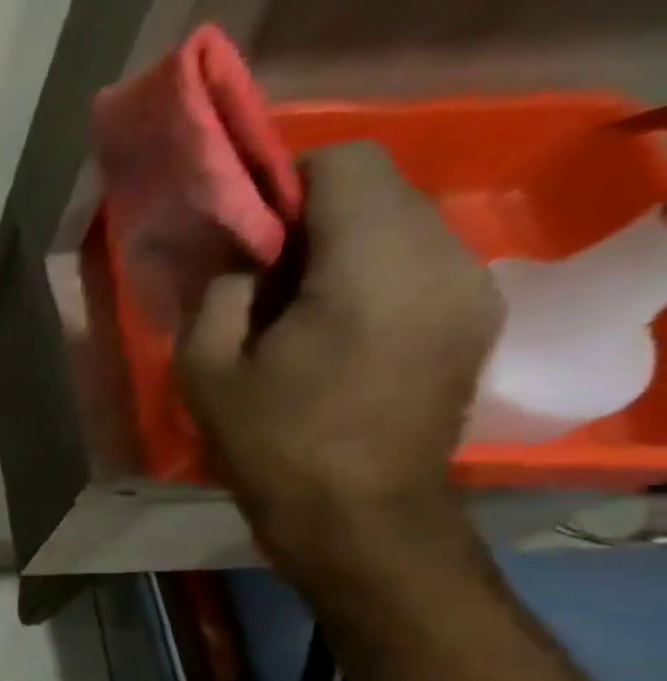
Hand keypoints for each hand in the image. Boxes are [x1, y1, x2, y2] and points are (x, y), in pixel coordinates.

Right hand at [176, 141, 504, 593]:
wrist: (358, 518)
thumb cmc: (272, 444)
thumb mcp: (206, 369)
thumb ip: (219, 293)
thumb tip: (242, 262)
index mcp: (370, 264)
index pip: (346, 163)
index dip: (288, 181)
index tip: (246, 231)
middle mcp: (440, 257)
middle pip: (381, 189)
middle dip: (315, 215)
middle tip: (260, 275)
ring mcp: (469, 287)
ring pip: (405, 224)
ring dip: (345, 246)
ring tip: (294, 307)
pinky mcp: (473, 318)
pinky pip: (422, 263)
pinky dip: (375, 273)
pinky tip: (336, 327)